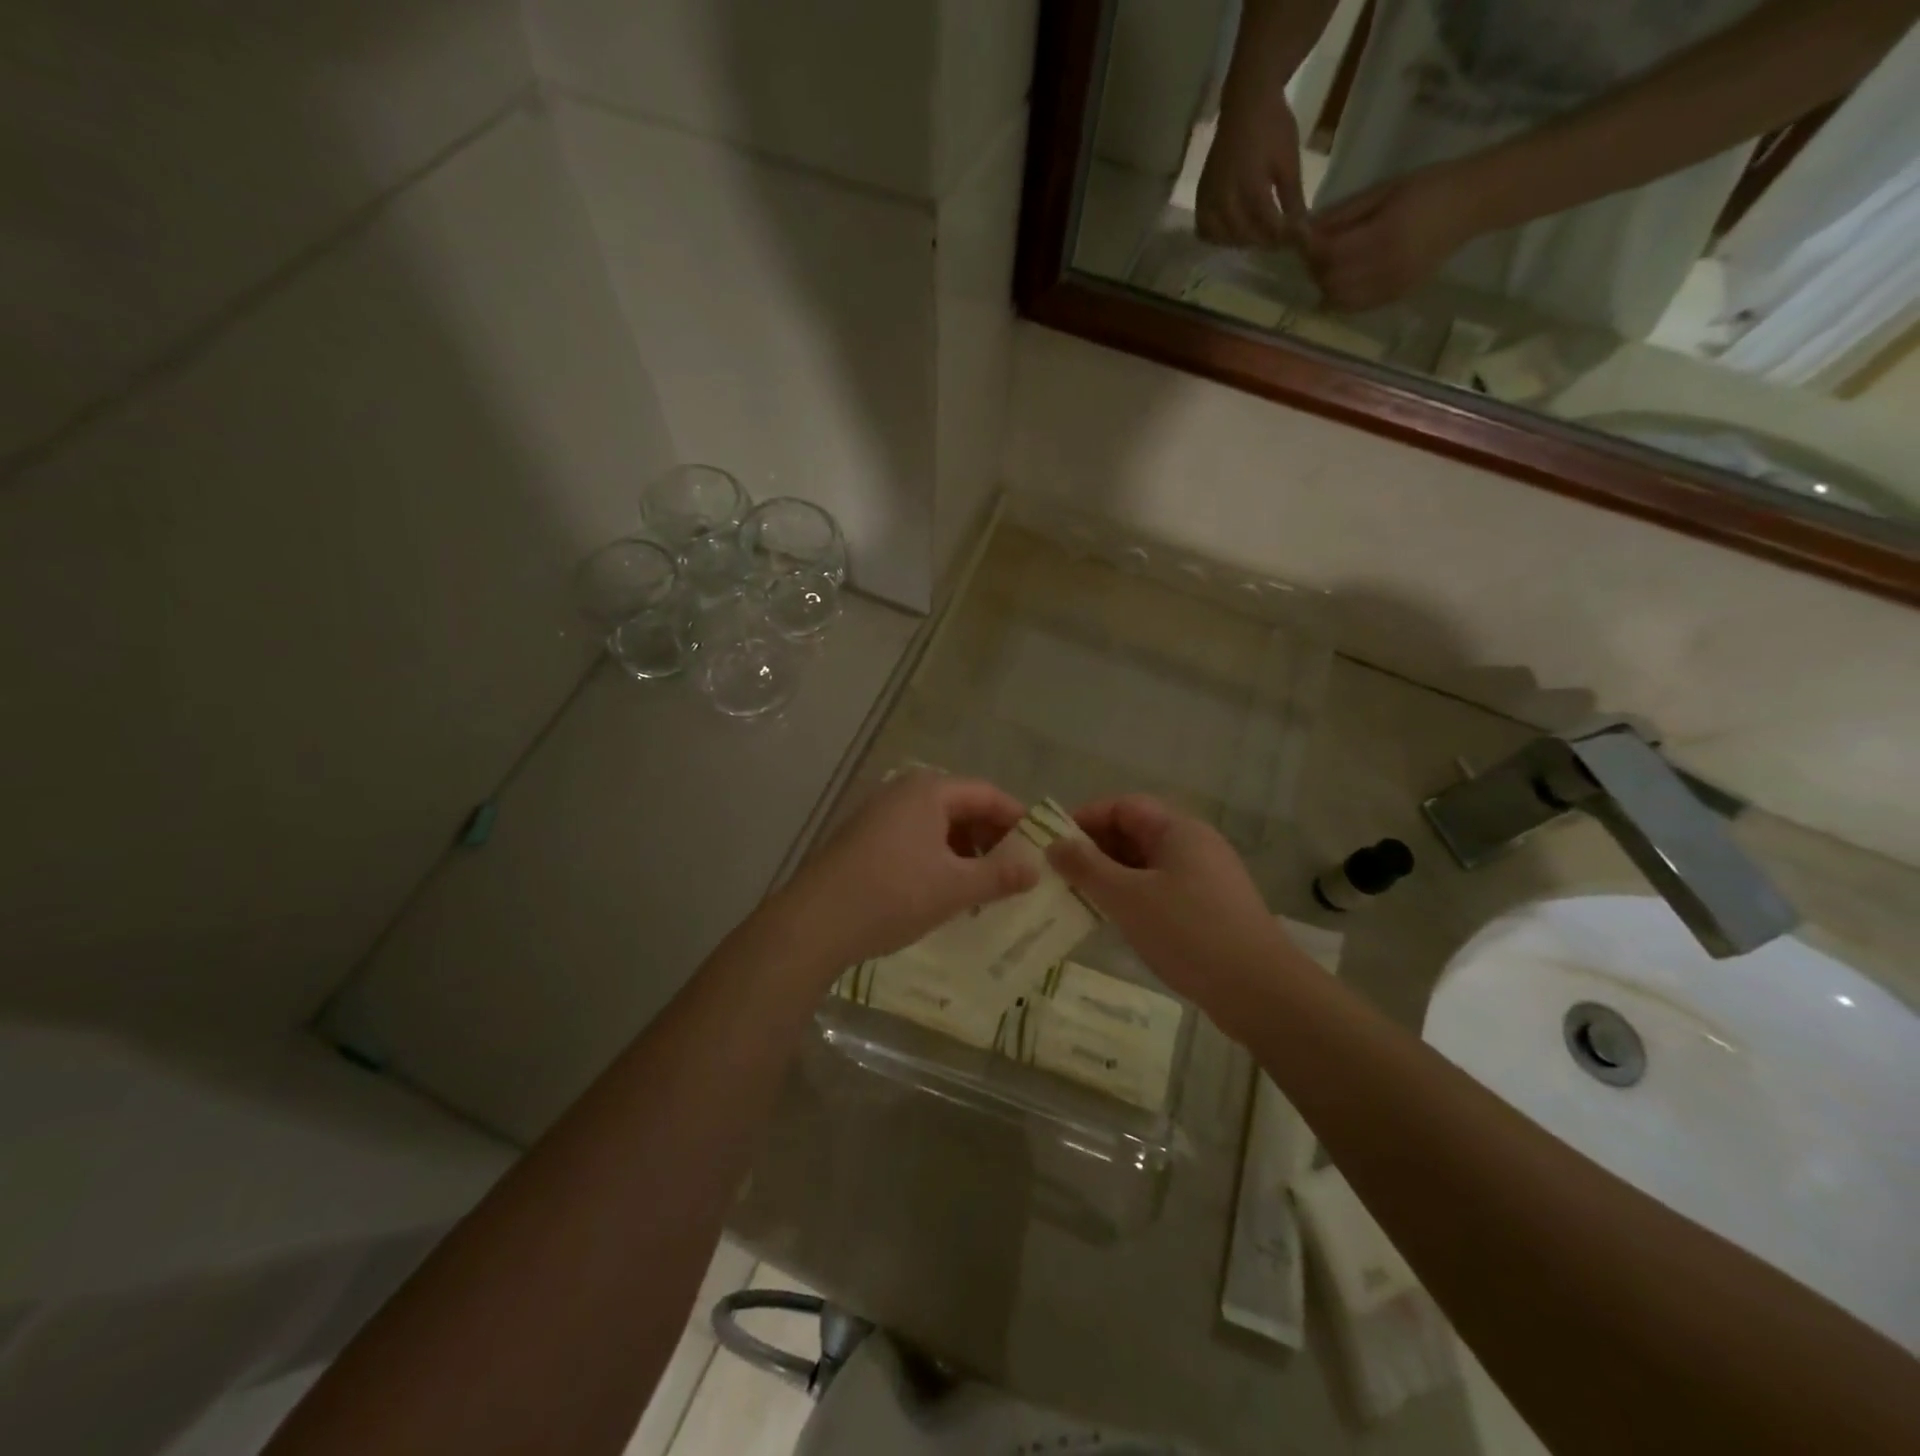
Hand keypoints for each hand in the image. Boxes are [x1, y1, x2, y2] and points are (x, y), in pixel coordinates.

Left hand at [771, 770, 1038, 973]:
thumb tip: (1036, 868)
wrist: (814, 922)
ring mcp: (879, 814)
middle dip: (991, 837)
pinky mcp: (863, 838)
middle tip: (1015, 871)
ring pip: (937, 825)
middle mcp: (903, 792)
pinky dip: (937, 858)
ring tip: (982, 886)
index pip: (987, 794)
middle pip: (962, 806)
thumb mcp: (955, 887)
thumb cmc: (893, 894)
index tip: (1040, 848)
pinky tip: (944, 890)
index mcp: (929, 791)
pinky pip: (914, 838)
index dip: (1018, 819)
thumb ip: (1000, 875)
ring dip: (964, 850)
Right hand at [1045, 796, 1298, 1040]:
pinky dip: (1132, 897)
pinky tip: (1113, 920)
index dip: (1085, 819)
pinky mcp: (1209, 908)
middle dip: (1095, 849)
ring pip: (1146, 864)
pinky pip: (1160, 889)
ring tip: (1078, 898)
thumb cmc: (1189, 933)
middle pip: (1135, 832)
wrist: (1261, 991)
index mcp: (1178, 830)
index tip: (1052, 843)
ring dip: (1111, 876)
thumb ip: (1086, 867)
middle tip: (1059, 874)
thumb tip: (1054, 844)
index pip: (1123, 806)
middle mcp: (1194, 845)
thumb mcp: (1127, 898)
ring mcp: (1205, 878)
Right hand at [1196, 79, 1309, 249]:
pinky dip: (1218, 237)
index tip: (1298, 241)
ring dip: (1243, 242)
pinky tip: (1232, 232)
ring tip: (1259, 236)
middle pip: (1245, 237)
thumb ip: (1292, 199)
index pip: (1268, 226)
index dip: (1285, 237)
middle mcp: (1225, 199)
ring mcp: (1209, 200)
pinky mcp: (1201, 198)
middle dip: (1265, 241)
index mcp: (1251, 187)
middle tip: (1280, 239)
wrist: (1245, 103)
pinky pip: (1205, 231)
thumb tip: (1301, 230)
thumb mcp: (1289, 162)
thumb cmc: (1272, 127)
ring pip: (1225, 238)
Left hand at [1309, 162, 1485, 311]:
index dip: (1309, 247)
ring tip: (1329, 264)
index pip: (1329, 254)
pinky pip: (1353, 307)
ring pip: (1337, 299)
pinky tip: (1343, 280)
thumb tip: (1305, 230)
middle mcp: (1385, 268)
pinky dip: (1339, 297)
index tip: (1302, 236)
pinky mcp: (1394, 298)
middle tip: (1315, 250)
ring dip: (1325, 284)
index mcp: (1383, 236)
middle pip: (1329, 280)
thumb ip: (1343, 214)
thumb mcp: (1383, 190)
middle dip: (1314, 267)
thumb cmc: (1428, 186)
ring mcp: (1390, 288)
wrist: (1472, 204)